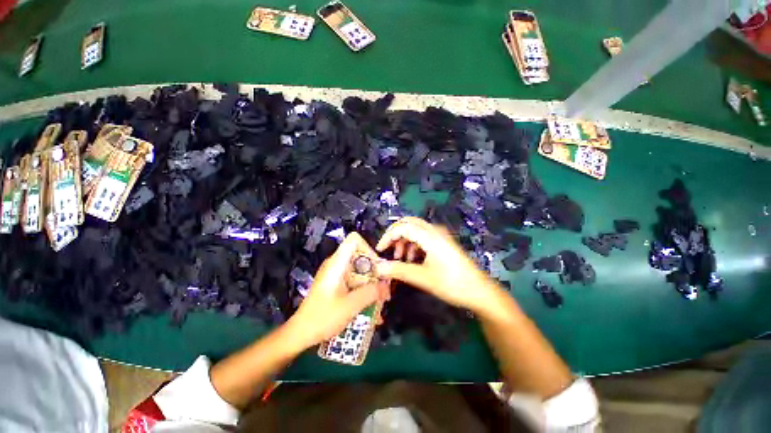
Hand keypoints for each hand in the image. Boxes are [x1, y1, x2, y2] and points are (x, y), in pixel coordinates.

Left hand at [286, 233, 388, 350]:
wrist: (300, 334)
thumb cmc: (323, 317)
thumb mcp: (351, 305)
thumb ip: (371, 293)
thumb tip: (387, 286)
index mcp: (337, 262)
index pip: (354, 240)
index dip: (369, 249)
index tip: (378, 268)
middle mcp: (336, 264)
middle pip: (360, 256)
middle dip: (374, 272)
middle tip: (384, 289)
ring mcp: (336, 274)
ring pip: (359, 270)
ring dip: (371, 284)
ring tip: (380, 302)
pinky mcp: (336, 284)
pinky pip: (354, 281)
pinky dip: (363, 291)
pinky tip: (371, 309)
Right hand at [375, 217, 503, 315]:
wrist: (480, 291)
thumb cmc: (452, 284)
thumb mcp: (423, 278)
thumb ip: (399, 270)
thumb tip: (378, 267)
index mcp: (430, 236)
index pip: (402, 227)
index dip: (388, 236)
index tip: (380, 251)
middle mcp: (435, 231)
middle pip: (408, 223)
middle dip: (395, 235)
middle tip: (389, 250)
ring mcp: (440, 235)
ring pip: (416, 229)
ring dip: (404, 240)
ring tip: (401, 258)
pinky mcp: (443, 242)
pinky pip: (423, 237)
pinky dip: (414, 244)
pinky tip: (413, 259)